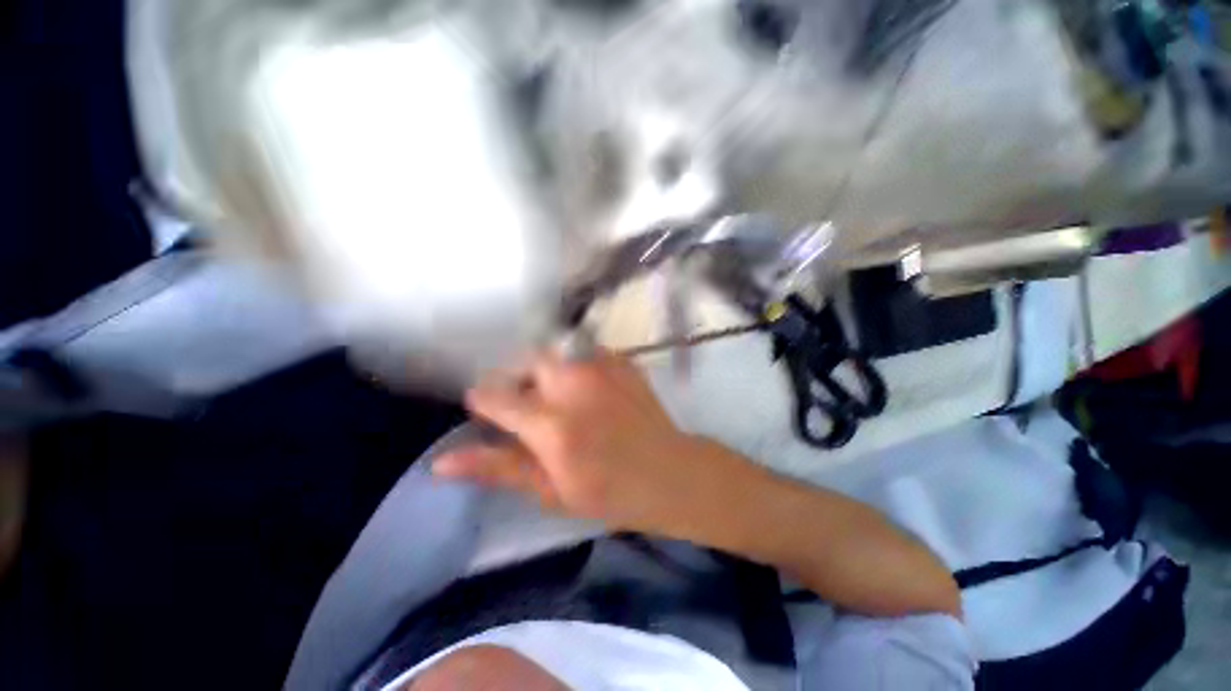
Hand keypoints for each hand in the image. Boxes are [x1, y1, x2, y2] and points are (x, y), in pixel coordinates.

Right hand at [433, 350, 752, 534]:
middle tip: (530, 408)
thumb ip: (498, 467)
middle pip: (526, 362)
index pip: (495, 396)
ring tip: (559, 398)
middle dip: (519, 380)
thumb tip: (442, 461)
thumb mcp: (550, 490)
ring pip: (554, 352)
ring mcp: (602, 367)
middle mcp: (574, 384)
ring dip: (547, 371)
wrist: (670, 472)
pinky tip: (587, 390)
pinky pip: (583, 351)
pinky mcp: (621, 360)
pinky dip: (574, 366)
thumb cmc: (609, 492)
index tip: (488, 412)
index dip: (484, 403)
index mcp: (552, 425)